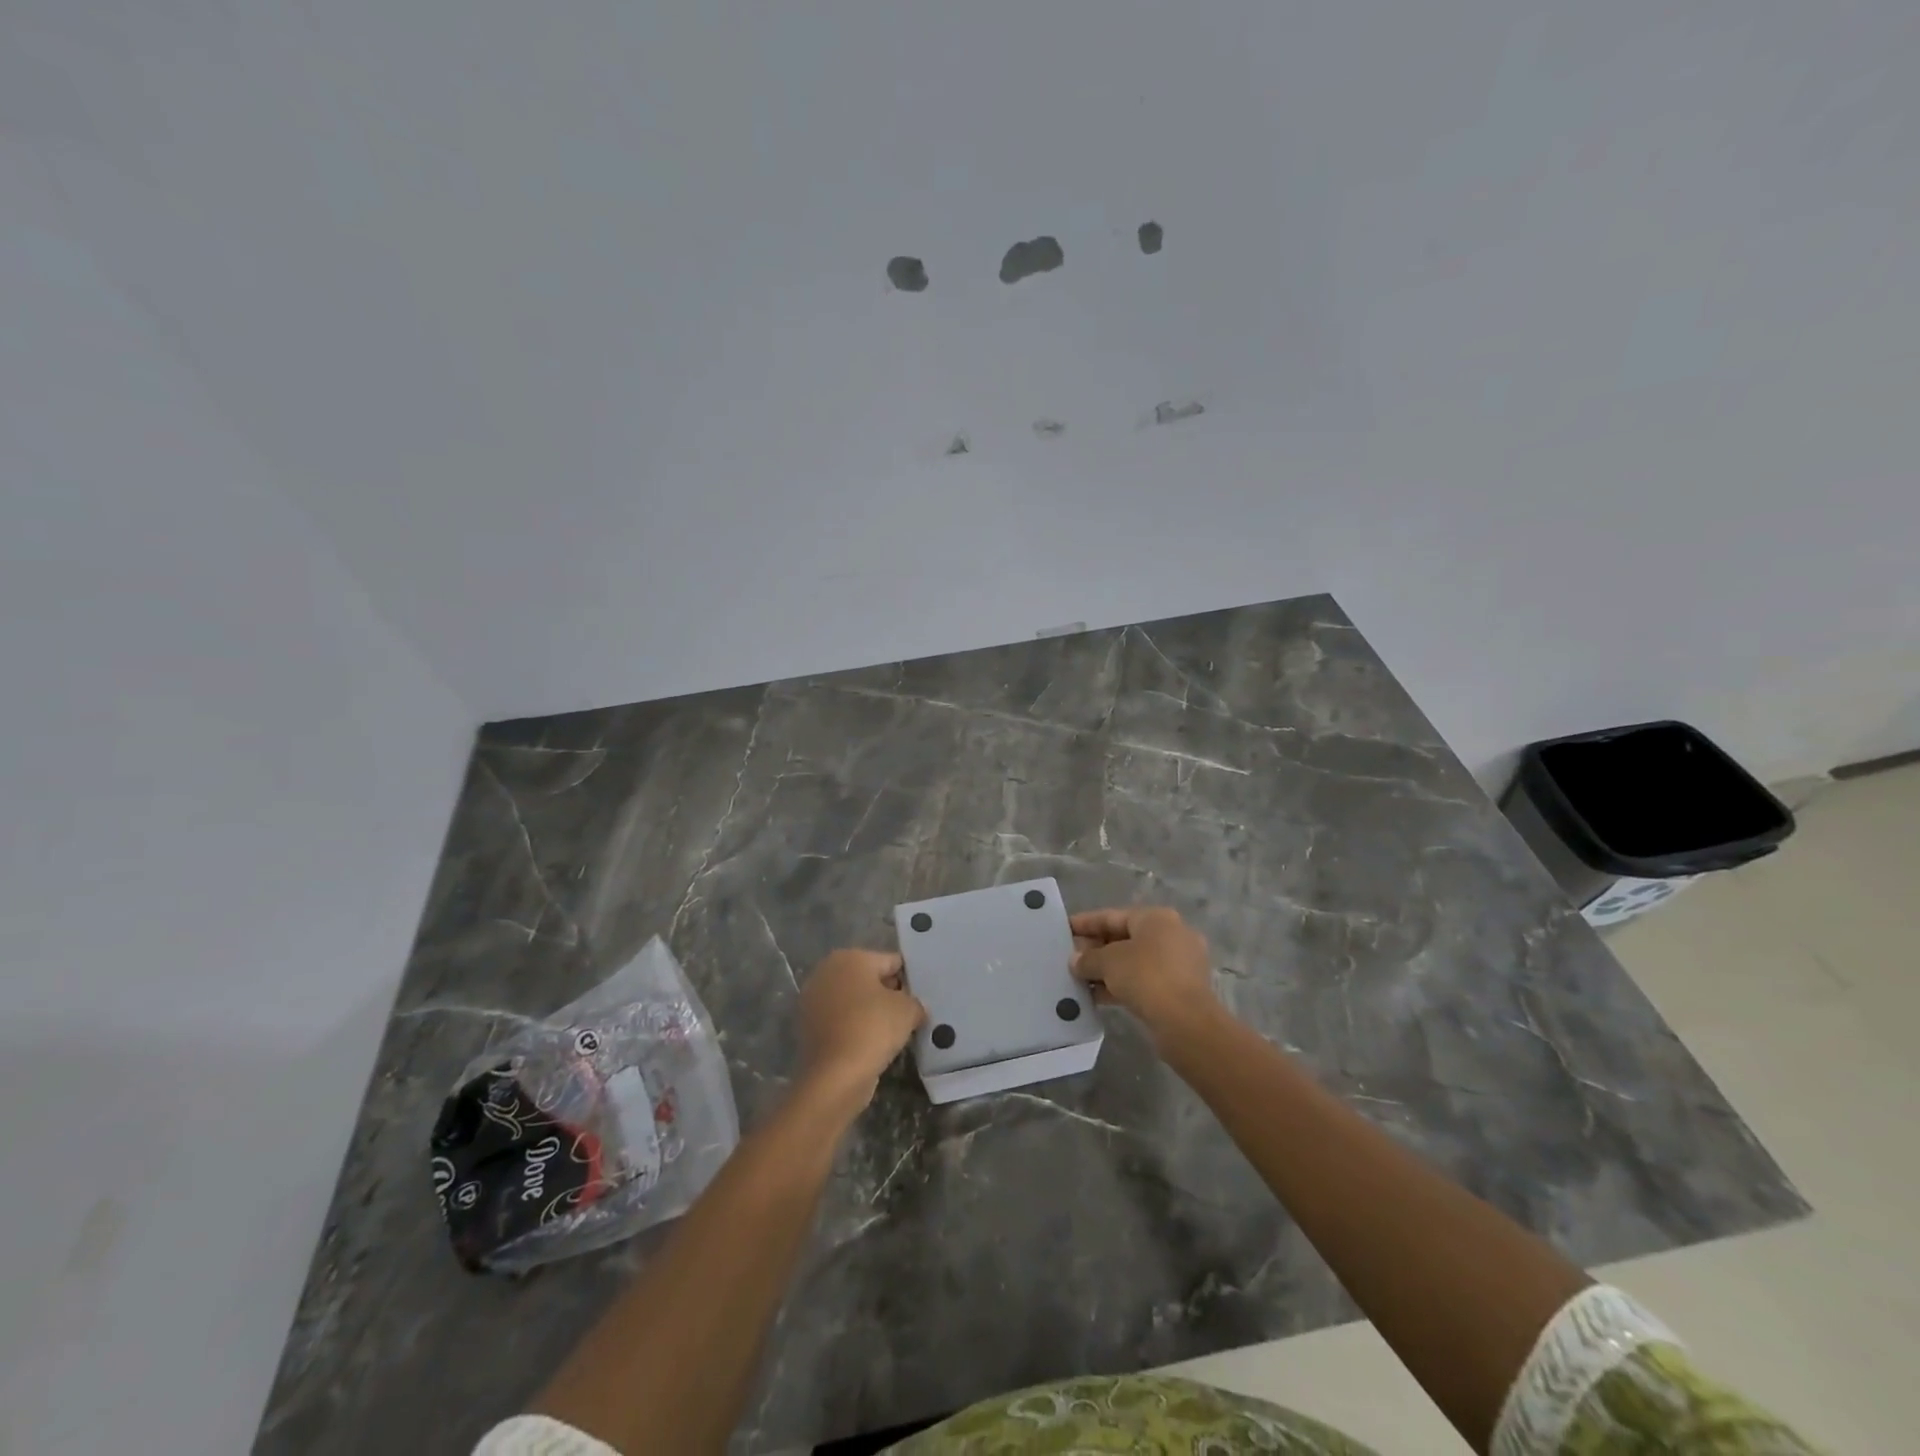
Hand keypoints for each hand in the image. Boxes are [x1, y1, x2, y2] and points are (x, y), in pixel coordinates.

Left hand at [798, 949, 926, 1105]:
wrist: (835, 1075)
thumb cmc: (873, 1028)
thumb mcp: (908, 1010)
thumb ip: (916, 1002)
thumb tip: (915, 1008)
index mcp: (851, 957)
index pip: (891, 962)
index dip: (909, 979)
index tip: (921, 997)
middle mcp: (827, 971)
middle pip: (869, 979)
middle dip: (888, 994)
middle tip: (910, 1014)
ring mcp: (813, 1000)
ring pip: (853, 1001)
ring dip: (871, 1012)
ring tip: (893, 1032)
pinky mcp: (808, 1027)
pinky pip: (841, 1021)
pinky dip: (855, 1028)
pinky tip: (872, 1044)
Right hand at [1070, 906, 1221, 1047]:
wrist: (1186, 1021)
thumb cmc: (1146, 976)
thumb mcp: (1108, 962)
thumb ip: (1088, 958)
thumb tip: (1075, 961)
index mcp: (1157, 918)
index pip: (1113, 916)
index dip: (1086, 923)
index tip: (1064, 928)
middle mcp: (1172, 935)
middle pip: (1125, 938)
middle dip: (1096, 949)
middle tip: (1070, 958)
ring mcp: (1179, 964)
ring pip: (1134, 962)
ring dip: (1107, 970)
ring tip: (1079, 979)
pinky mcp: (1180, 990)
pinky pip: (1144, 981)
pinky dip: (1121, 985)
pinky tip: (1097, 996)